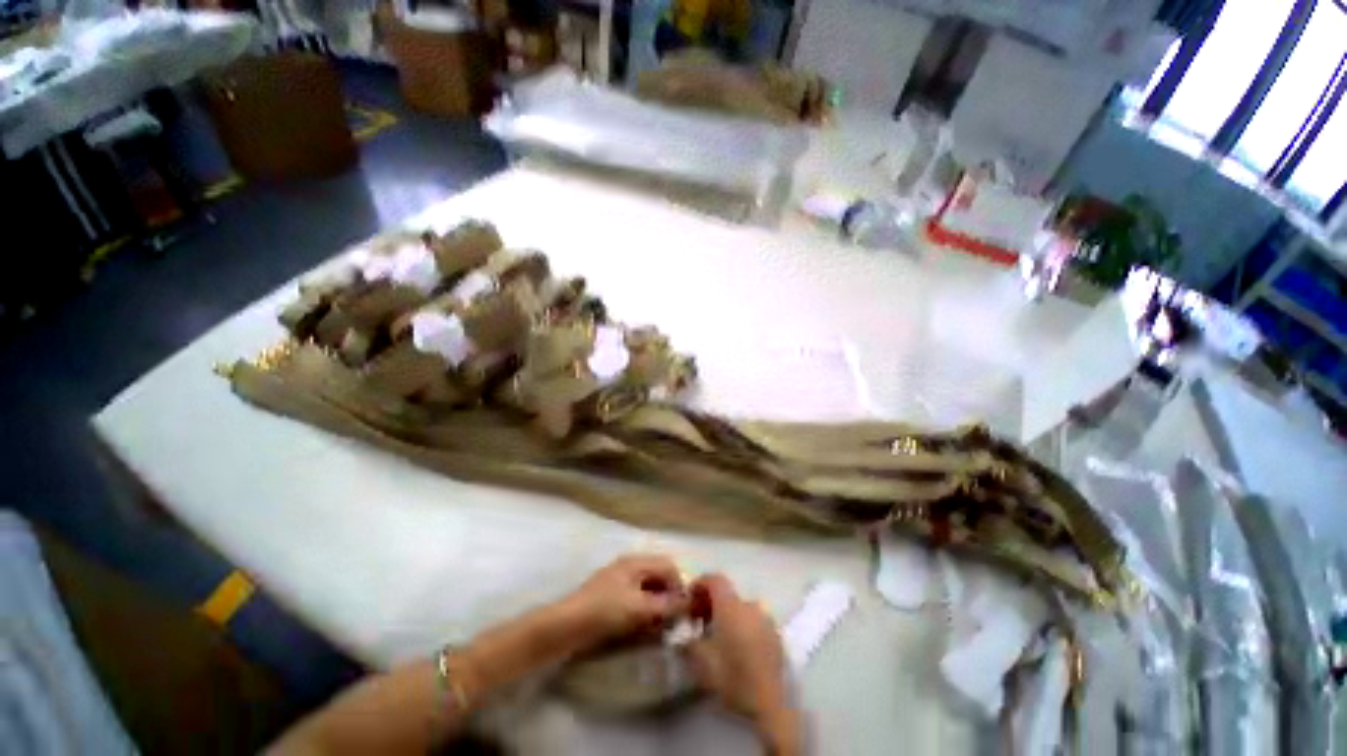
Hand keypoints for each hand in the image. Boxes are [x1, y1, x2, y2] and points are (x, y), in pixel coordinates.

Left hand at [557, 554, 687, 650]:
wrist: (566, 626)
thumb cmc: (604, 610)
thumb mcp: (639, 608)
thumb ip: (667, 605)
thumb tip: (689, 603)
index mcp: (636, 562)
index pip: (668, 566)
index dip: (679, 586)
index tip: (684, 610)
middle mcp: (630, 566)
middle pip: (659, 576)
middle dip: (669, 596)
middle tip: (672, 621)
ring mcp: (619, 581)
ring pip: (649, 589)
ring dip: (658, 606)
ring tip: (659, 627)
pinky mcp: (612, 597)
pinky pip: (637, 599)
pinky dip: (645, 610)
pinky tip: (643, 627)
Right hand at [683, 574, 797, 752]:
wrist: (770, 705)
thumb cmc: (732, 677)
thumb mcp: (701, 661)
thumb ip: (689, 642)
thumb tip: (684, 634)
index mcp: (731, 606)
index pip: (715, 579)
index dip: (700, 583)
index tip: (690, 597)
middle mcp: (750, 605)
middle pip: (727, 594)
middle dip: (711, 603)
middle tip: (699, 621)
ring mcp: (766, 619)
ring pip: (741, 608)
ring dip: (728, 615)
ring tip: (718, 637)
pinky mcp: (776, 635)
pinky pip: (754, 621)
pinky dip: (742, 626)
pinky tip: (738, 647)